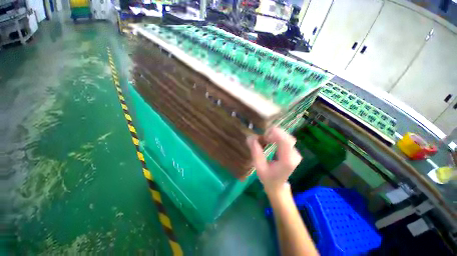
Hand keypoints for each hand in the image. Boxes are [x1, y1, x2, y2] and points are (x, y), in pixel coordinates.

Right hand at [246, 127, 301, 193]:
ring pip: (287, 137)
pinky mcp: (293, 151)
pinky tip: (270, 140)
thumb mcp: (259, 167)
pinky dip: (277, 137)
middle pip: (287, 137)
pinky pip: (286, 139)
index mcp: (287, 160)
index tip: (263, 135)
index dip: (275, 134)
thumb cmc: (267, 178)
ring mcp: (295, 153)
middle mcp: (294, 155)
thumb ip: (255, 152)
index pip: (285, 141)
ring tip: (265, 138)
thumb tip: (250, 137)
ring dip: (275, 135)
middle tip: (262, 137)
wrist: (278, 185)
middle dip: (274, 133)